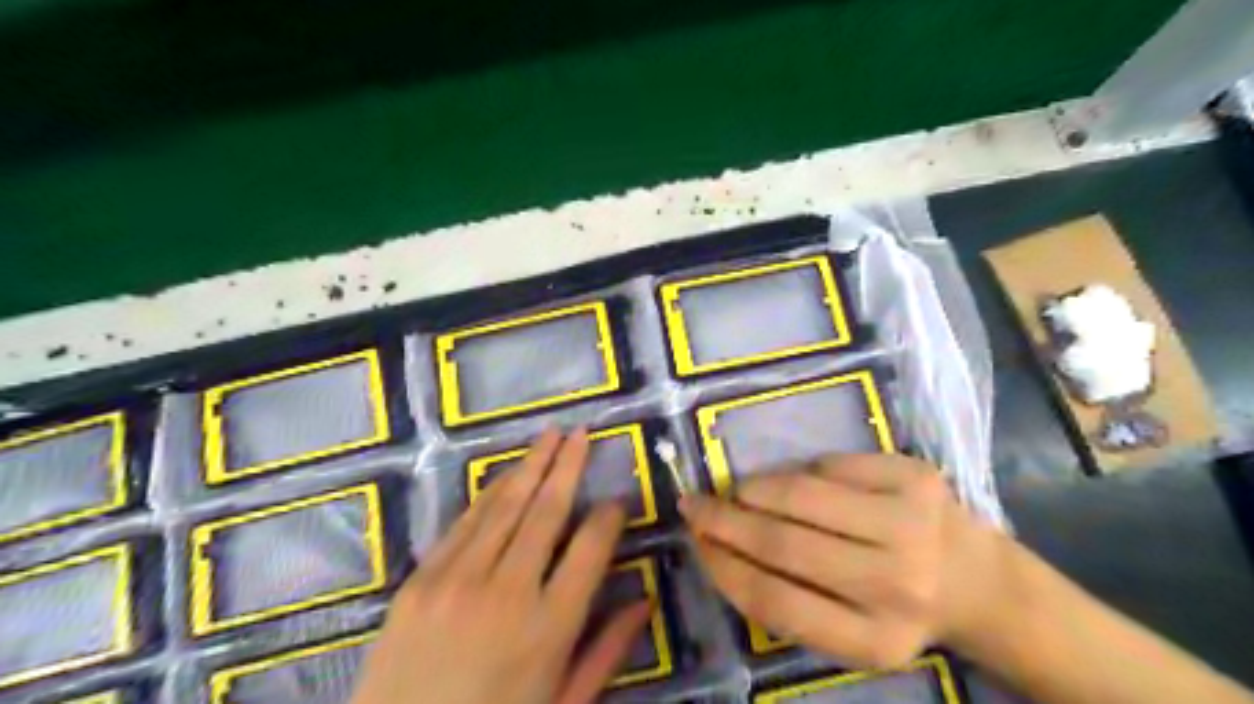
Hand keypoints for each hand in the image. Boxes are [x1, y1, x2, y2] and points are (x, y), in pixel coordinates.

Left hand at [349, 425, 644, 703]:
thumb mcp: (564, 703)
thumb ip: (608, 650)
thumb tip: (645, 601)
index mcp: (551, 626)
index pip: (592, 548)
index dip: (609, 516)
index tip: (618, 499)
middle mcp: (507, 591)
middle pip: (548, 512)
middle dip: (568, 466)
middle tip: (582, 433)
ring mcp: (458, 580)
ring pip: (505, 507)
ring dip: (531, 466)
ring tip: (550, 435)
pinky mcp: (420, 580)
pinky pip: (464, 523)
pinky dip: (490, 494)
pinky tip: (507, 475)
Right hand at [678, 453, 1006, 668]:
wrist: (982, 581)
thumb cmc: (900, 607)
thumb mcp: (850, 630)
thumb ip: (790, 598)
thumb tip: (721, 544)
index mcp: (873, 640)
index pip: (775, 600)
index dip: (724, 567)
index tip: (696, 543)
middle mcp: (895, 585)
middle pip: (784, 544)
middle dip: (726, 520)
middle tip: (695, 505)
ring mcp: (910, 524)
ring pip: (803, 495)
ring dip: (756, 488)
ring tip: (739, 491)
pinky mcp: (917, 478)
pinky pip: (833, 464)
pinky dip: (804, 470)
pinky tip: (802, 482)